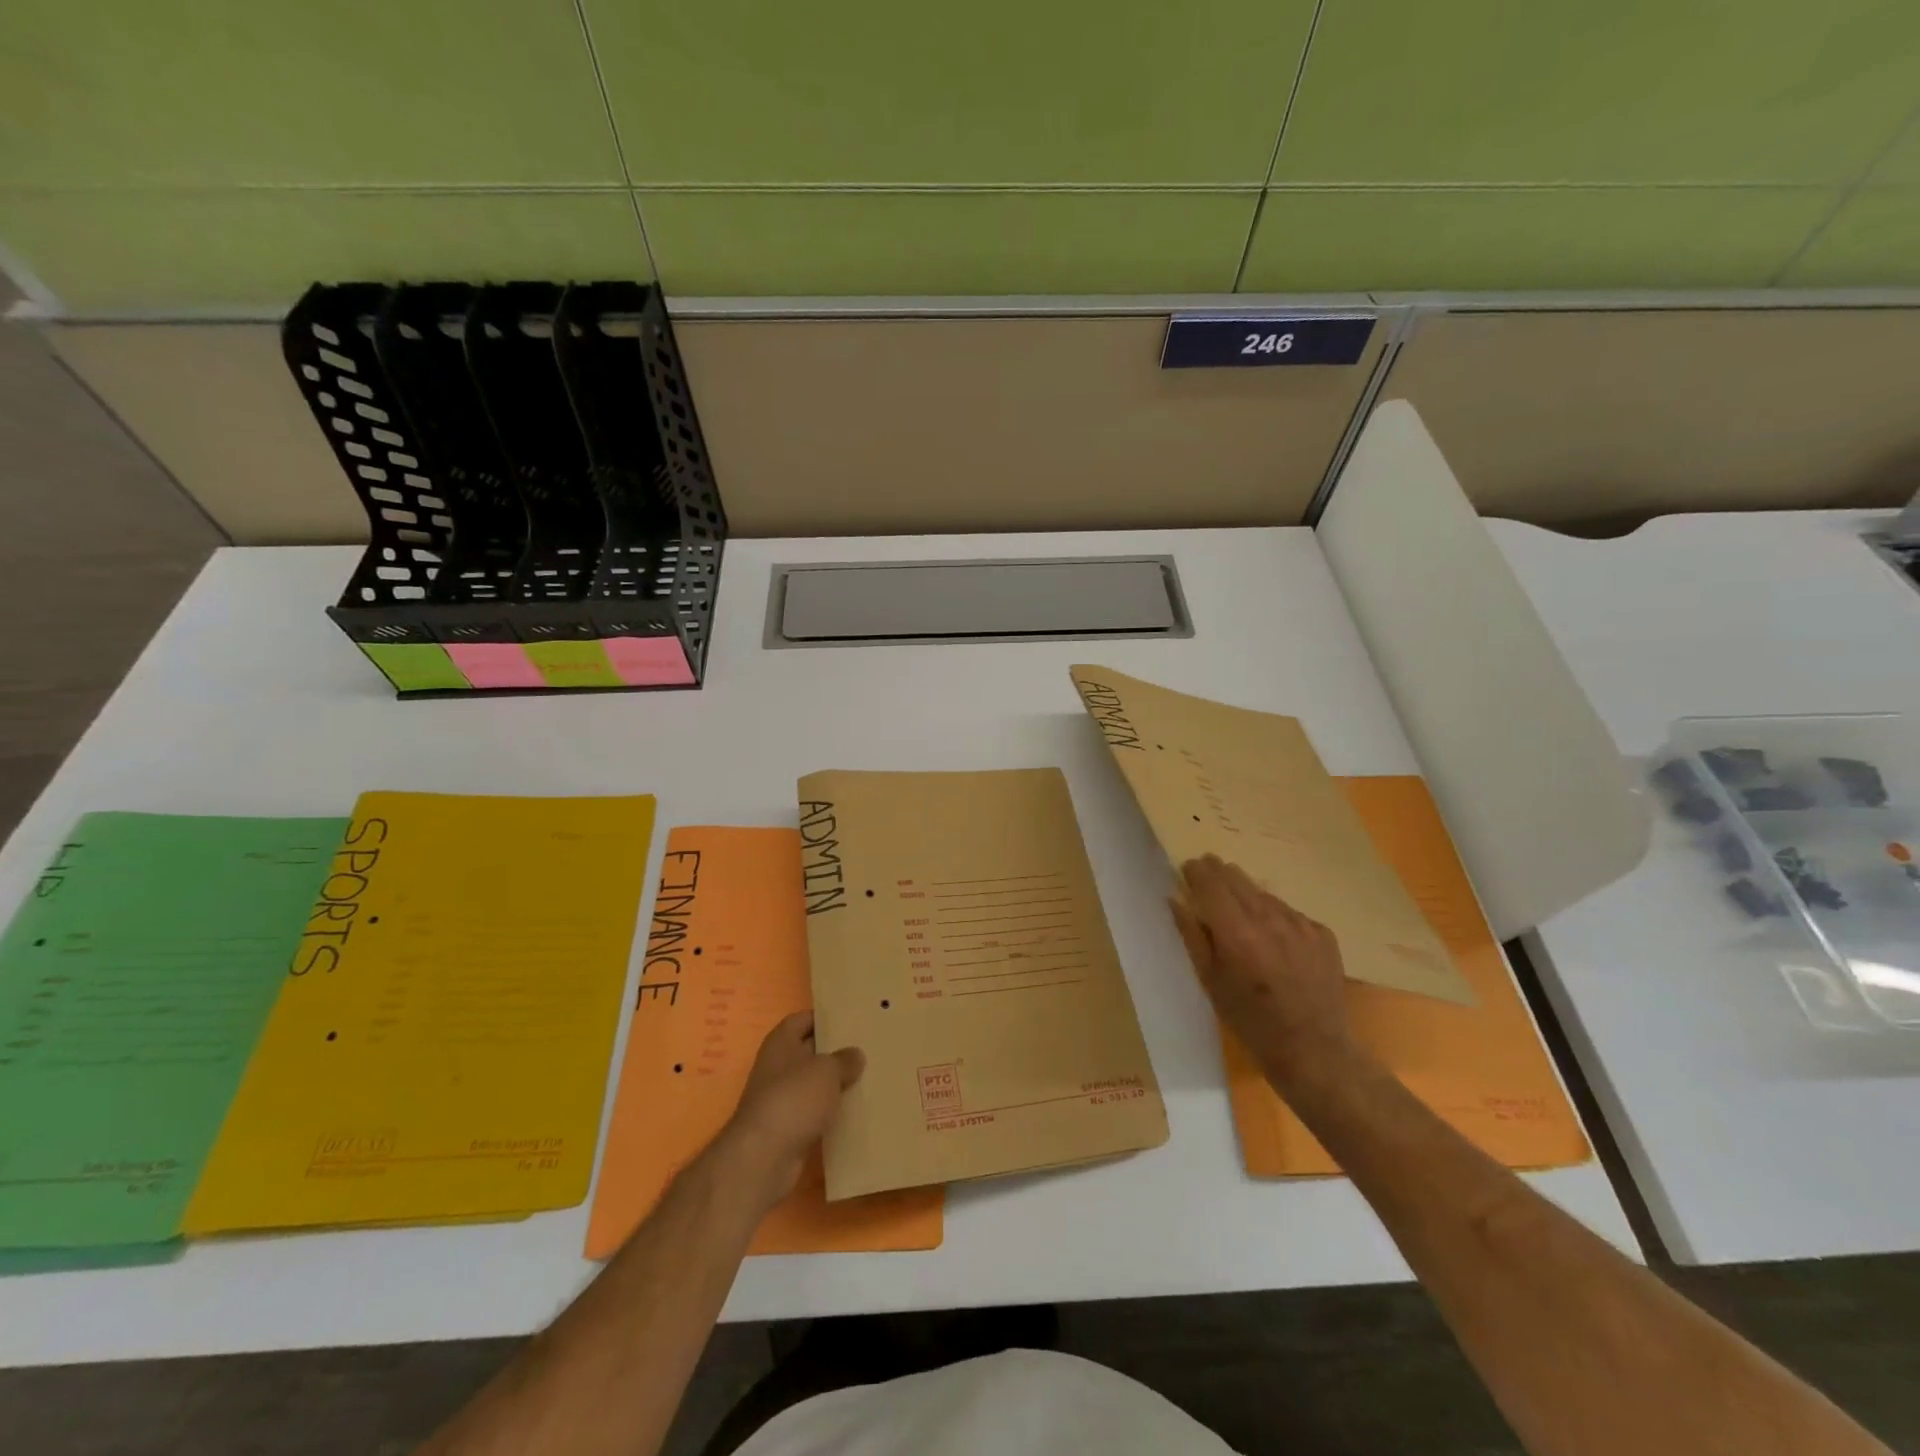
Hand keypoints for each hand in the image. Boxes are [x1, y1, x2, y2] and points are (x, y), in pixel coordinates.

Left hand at [713, 1012, 863, 1211]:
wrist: (764, 1158)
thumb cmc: (793, 1099)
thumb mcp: (826, 1071)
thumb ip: (843, 1059)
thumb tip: (855, 1055)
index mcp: (781, 1043)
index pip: (803, 1019)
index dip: (824, 1017)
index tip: (851, 1018)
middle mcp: (778, 1067)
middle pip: (809, 1051)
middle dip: (834, 1051)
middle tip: (867, 1046)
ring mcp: (781, 1100)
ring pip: (814, 1084)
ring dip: (835, 1084)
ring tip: (868, 1077)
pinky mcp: (788, 1129)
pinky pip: (815, 1113)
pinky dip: (831, 1112)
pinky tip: (855, 1110)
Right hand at [1171, 856, 1354, 1088]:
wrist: (1315, 1050)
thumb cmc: (1251, 1021)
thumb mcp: (1210, 981)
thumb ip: (1192, 936)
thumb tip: (1175, 900)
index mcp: (1237, 933)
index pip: (1210, 883)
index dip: (1196, 871)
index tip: (1187, 869)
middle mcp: (1269, 919)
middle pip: (1237, 878)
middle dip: (1218, 874)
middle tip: (1207, 878)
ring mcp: (1300, 924)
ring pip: (1263, 893)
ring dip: (1246, 896)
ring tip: (1240, 914)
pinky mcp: (1322, 933)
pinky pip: (1289, 912)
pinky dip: (1274, 916)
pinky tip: (1272, 939)